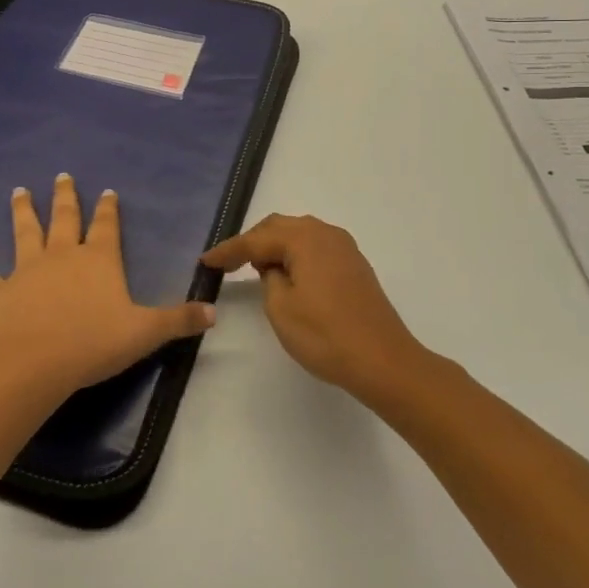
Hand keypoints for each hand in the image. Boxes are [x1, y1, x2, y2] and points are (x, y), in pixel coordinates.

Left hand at [0, 174, 215, 405]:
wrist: (37, 364)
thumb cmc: (94, 344)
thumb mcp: (146, 332)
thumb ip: (179, 320)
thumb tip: (215, 313)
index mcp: (98, 260)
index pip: (107, 227)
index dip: (109, 209)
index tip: (107, 191)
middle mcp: (63, 255)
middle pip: (65, 218)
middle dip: (66, 197)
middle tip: (62, 176)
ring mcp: (28, 270)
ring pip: (25, 233)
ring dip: (22, 211)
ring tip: (18, 191)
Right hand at [202, 214, 426, 403]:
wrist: (383, 360)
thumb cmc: (326, 335)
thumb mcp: (281, 309)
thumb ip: (269, 278)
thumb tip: (274, 268)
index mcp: (304, 239)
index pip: (256, 239)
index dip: (228, 250)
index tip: (206, 262)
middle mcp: (325, 233)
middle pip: (279, 227)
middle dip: (252, 242)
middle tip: (228, 262)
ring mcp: (344, 247)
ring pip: (299, 233)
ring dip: (275, 246)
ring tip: (255, 267)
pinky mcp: (354, 264)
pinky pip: (315, 246)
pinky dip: (296, 254)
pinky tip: (288, 273)